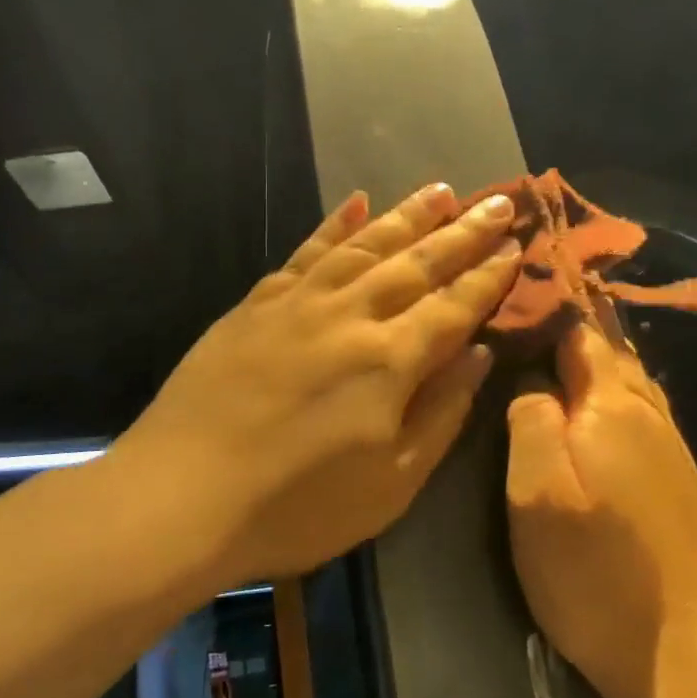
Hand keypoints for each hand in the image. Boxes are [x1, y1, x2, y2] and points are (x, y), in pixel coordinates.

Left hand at [115, 182, 522, 588]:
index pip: (454, 306)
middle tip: (498, 200)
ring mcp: (299, 302)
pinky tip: (354, 200)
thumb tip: (479, 354)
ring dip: (407, 215)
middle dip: (463, 232)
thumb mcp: (391, 484)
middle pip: (417, 262)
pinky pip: (306, 251)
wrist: (180, 496)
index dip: (488, 276)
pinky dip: (334, 224)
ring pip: (365, 244)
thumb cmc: (297, 507)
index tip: (516, 246)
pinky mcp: (257, 303)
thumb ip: (441, 412)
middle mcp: (351, 315)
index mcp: (390, 360)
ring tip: (442, 190)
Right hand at [505, 322, 696, 697]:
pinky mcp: (676, 477)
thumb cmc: (598, 574)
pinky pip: (636, 410)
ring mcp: (669, 445)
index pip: (577, 330)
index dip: (544, 307)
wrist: (694, 656)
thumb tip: (528, 380)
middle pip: (605, 349)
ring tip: (544, 350)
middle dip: (565, 327)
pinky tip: (585, 406)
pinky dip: (606, 393)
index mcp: (611, 405)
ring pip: (624, 379)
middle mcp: (648, 411)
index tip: (507, 296)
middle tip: (518, 318)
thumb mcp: (538, 495)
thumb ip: (529, 421)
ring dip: (586, 359)